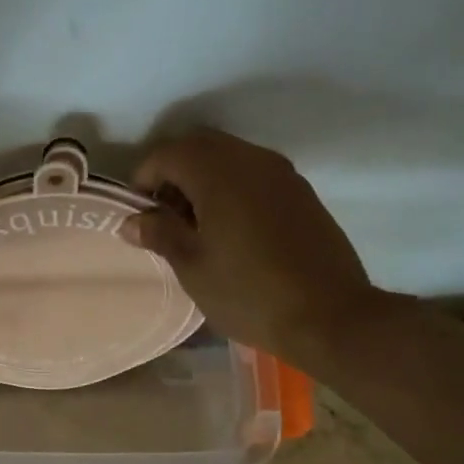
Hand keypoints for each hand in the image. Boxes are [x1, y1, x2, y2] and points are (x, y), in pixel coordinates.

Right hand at [121, 129, 383, 365]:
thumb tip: (133, 220)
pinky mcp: (301, 193)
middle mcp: (251, 159)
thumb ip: (159, 233)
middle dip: (173, 174)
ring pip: (229, 158)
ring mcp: (282, 174)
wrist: (330, 316)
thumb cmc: (249, 292)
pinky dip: (232, 189)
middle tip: (163, 217)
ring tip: (195, 227)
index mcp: (218, 172)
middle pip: (199, 147)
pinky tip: (230, 231)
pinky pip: (254, 175)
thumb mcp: (192, 266)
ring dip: (203, 180)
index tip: (138, 214)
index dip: (143, 179)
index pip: (167, 154)